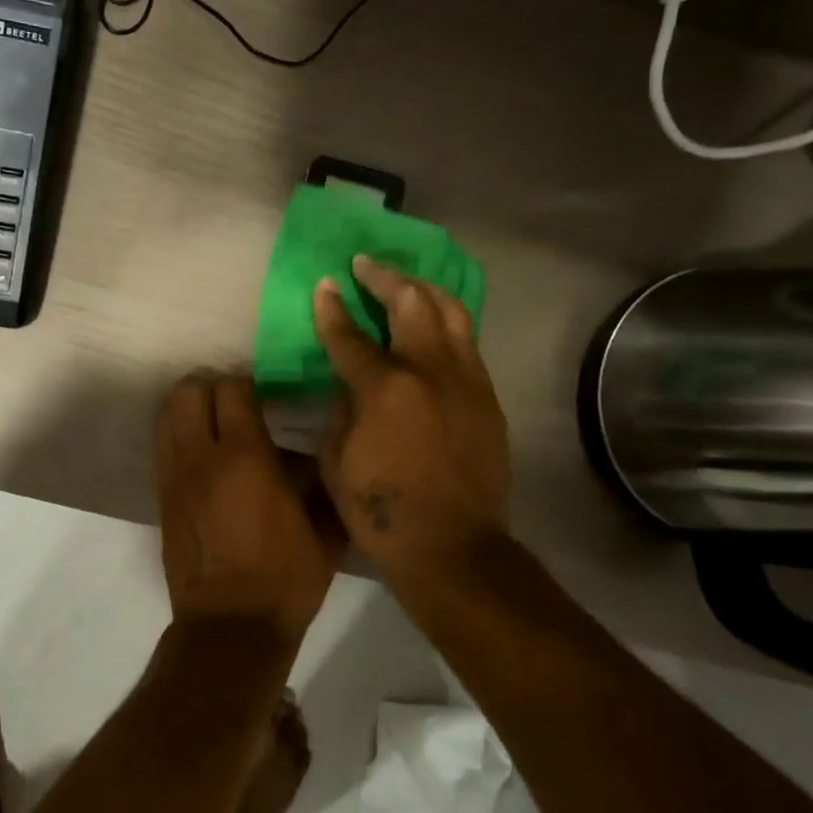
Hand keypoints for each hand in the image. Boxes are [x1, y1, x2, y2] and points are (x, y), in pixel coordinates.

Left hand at [156, 372, 341, 645]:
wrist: (231, 628)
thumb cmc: (285, 579)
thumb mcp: (325, 530)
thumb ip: (323, 482)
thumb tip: (321, 452)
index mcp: (245, 457)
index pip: (232, 390)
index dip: (248, 384)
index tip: (265, 395)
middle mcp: (202, 458)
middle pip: (188, 391)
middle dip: (210, 385)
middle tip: (235, 401)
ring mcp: (175, 477)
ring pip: (166, 414)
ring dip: (188, 405)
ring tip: (213, 419)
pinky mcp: (161, 498)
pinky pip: (162, 445)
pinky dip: (178, 434)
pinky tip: (202, 452)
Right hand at [312, 255, 510, 577]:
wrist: (453, 547)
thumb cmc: (382, 511)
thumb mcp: (336, 462)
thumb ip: (339, 411)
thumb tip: (347, 384)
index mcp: (385, 389)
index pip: (350, 335)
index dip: (332, 308)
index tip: (325, 285)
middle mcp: (429, 371)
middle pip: (411, 303)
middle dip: (385, 277)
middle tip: (365, 265)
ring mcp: (466, 381)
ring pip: (451, 312)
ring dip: (423, 289)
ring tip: (405, 281)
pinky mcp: (488, 398)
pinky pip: (468, 343)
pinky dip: (447, 322)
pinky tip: (434, 324)